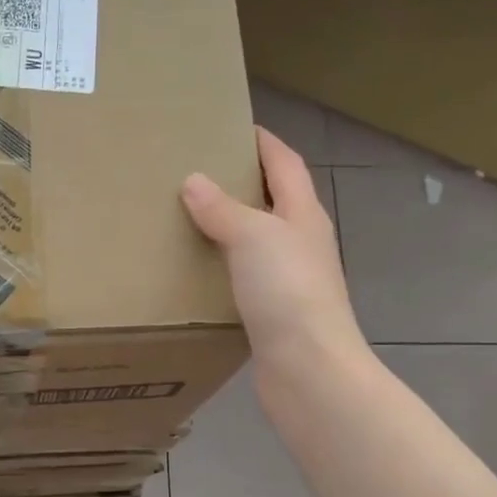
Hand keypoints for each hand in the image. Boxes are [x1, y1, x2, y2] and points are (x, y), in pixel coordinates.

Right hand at [182, 128, 367, 406]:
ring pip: (257, 243)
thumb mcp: (252, 237)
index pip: (286, 164)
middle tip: (197, 173)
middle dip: (242, 183)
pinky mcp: (274, 314)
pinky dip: (223, 268)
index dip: (264, 142)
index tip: (233, 127)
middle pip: (274, 201)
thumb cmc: (287, 292)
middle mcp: (301, 243)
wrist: (308, 369)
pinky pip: (244, 279)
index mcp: (303, 215)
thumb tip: (194, 180)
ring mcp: (290, 281)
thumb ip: (222, 209)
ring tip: (187, 219)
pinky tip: (196, 273)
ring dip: (229, 228)